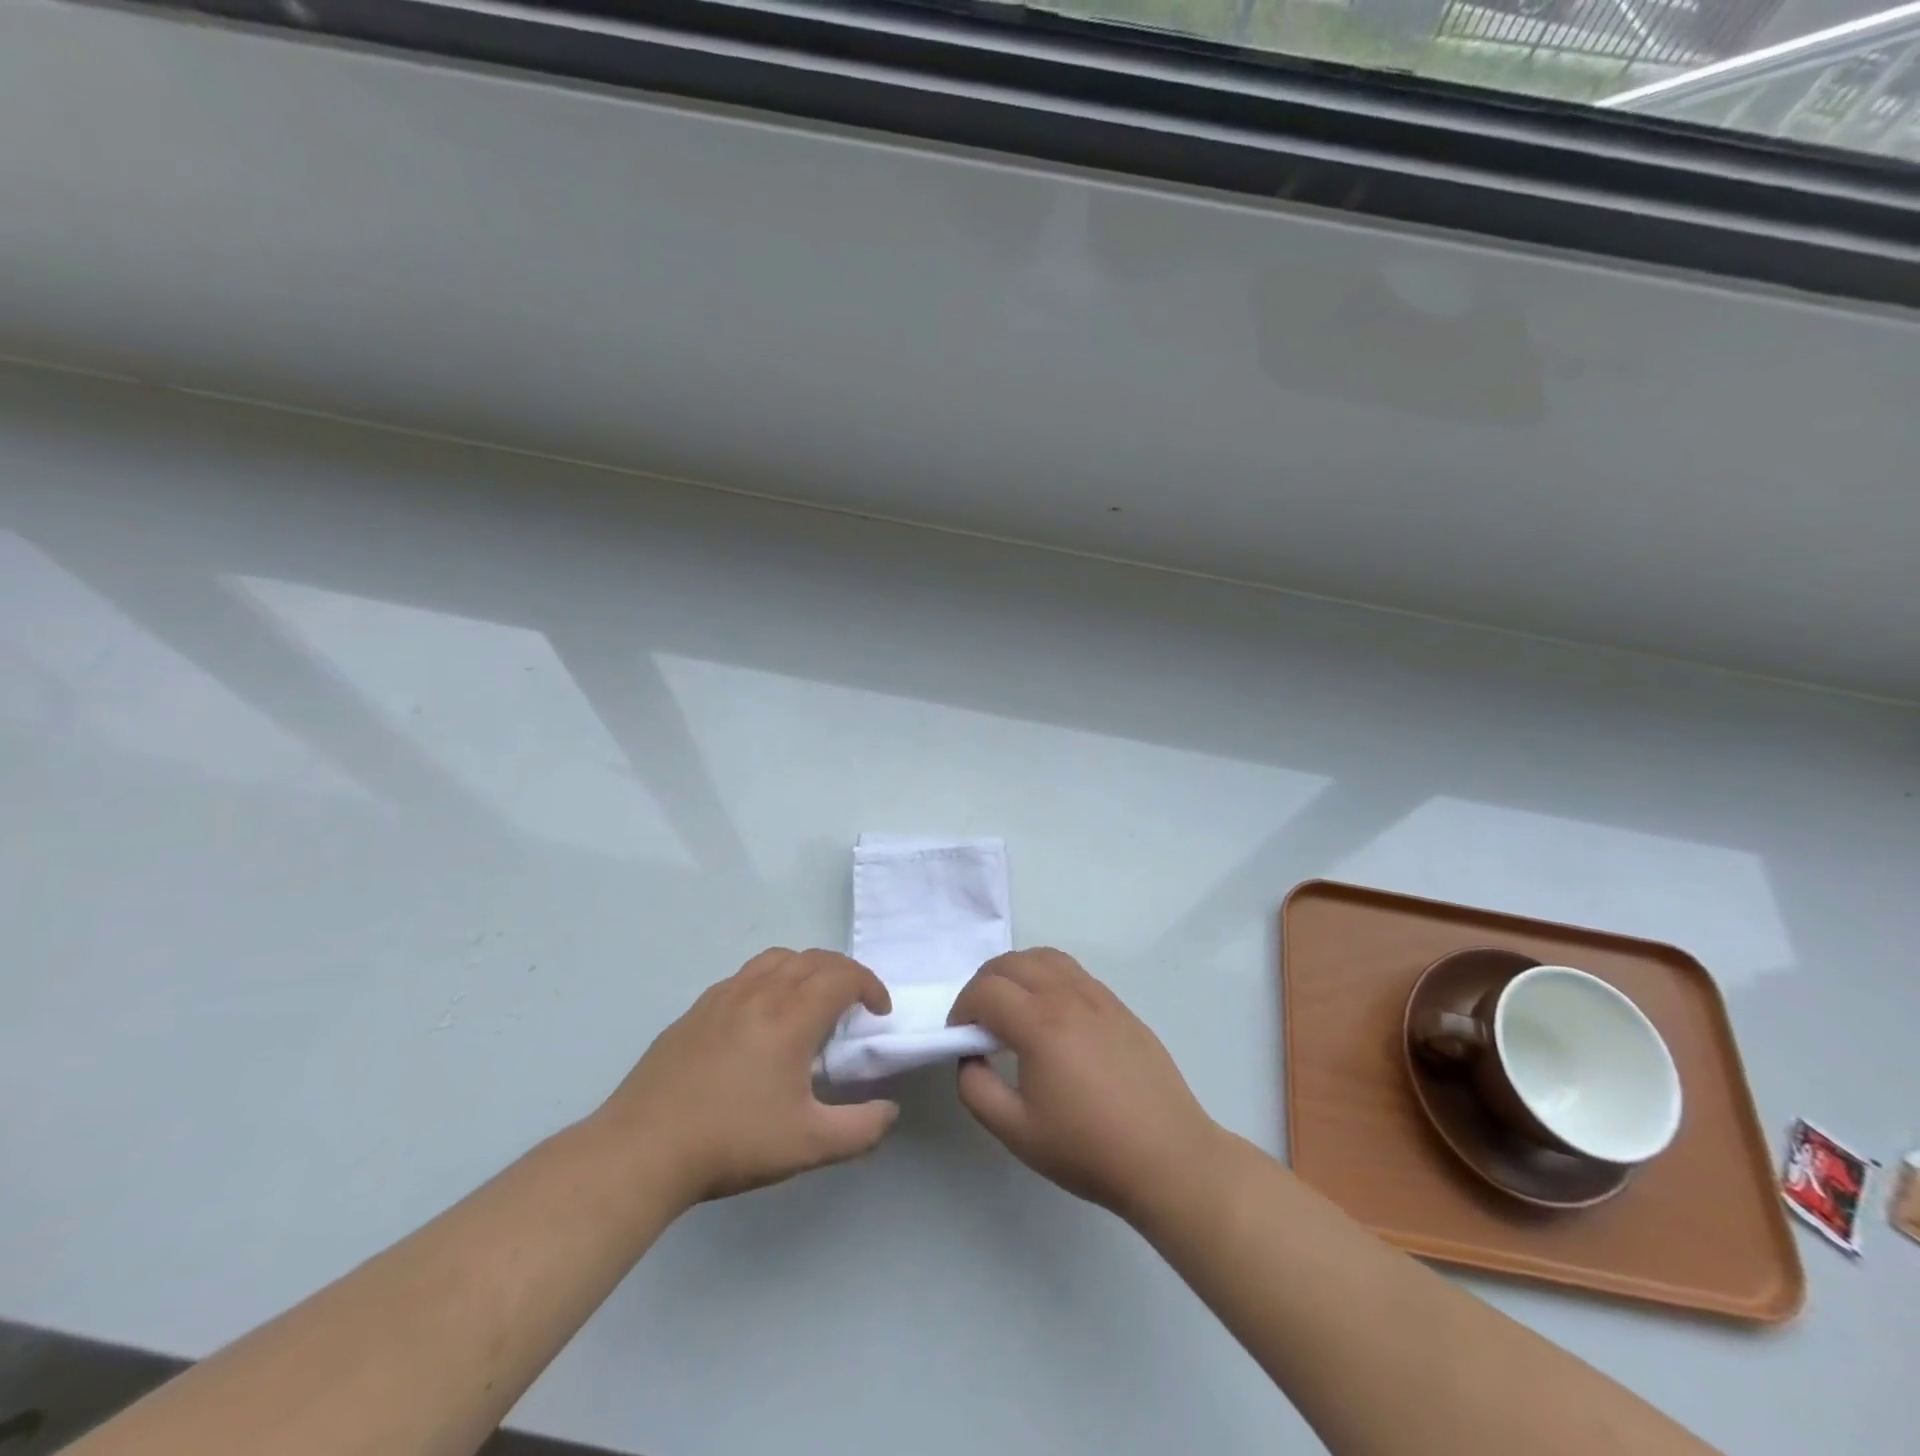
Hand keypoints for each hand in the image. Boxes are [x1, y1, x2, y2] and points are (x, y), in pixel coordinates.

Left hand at [596, 949, 898, 1206]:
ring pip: (777, 958)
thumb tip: (890, 1111)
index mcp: (791, 1015)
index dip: (870, 986)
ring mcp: (723, 996)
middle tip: (855, 1004)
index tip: (879, 1012)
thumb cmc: (732, 1142)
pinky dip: (772, 979)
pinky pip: (746, 975)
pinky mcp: (696, 1009)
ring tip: (811, 1002)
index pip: (843, 976)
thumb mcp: (808, 1145)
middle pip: (814, 958)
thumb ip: (860, 1129)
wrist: (642, 1149)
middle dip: (844, 973)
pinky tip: (763, 1018)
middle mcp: (760, 992)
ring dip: (807, 969)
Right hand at [946, 949, 1221, 1221]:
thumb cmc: (1088, 1148)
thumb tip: (970, 1057)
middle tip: (979, 1021)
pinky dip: (1048, 977)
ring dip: (1017, 973)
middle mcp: (1067, 996)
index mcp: (1039, 1023)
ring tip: (1013, 1009)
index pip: (985, 990)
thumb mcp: (1016, 1131)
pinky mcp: (1119, 1006)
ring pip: (1045, 957)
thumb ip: (976, 1089)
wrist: (1168, 1157)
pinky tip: (1051, 1015)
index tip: (960, 1037)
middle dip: (984, 984)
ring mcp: (1098, 996)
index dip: (961, 1008)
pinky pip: (1073, 971)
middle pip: (1011, 963)